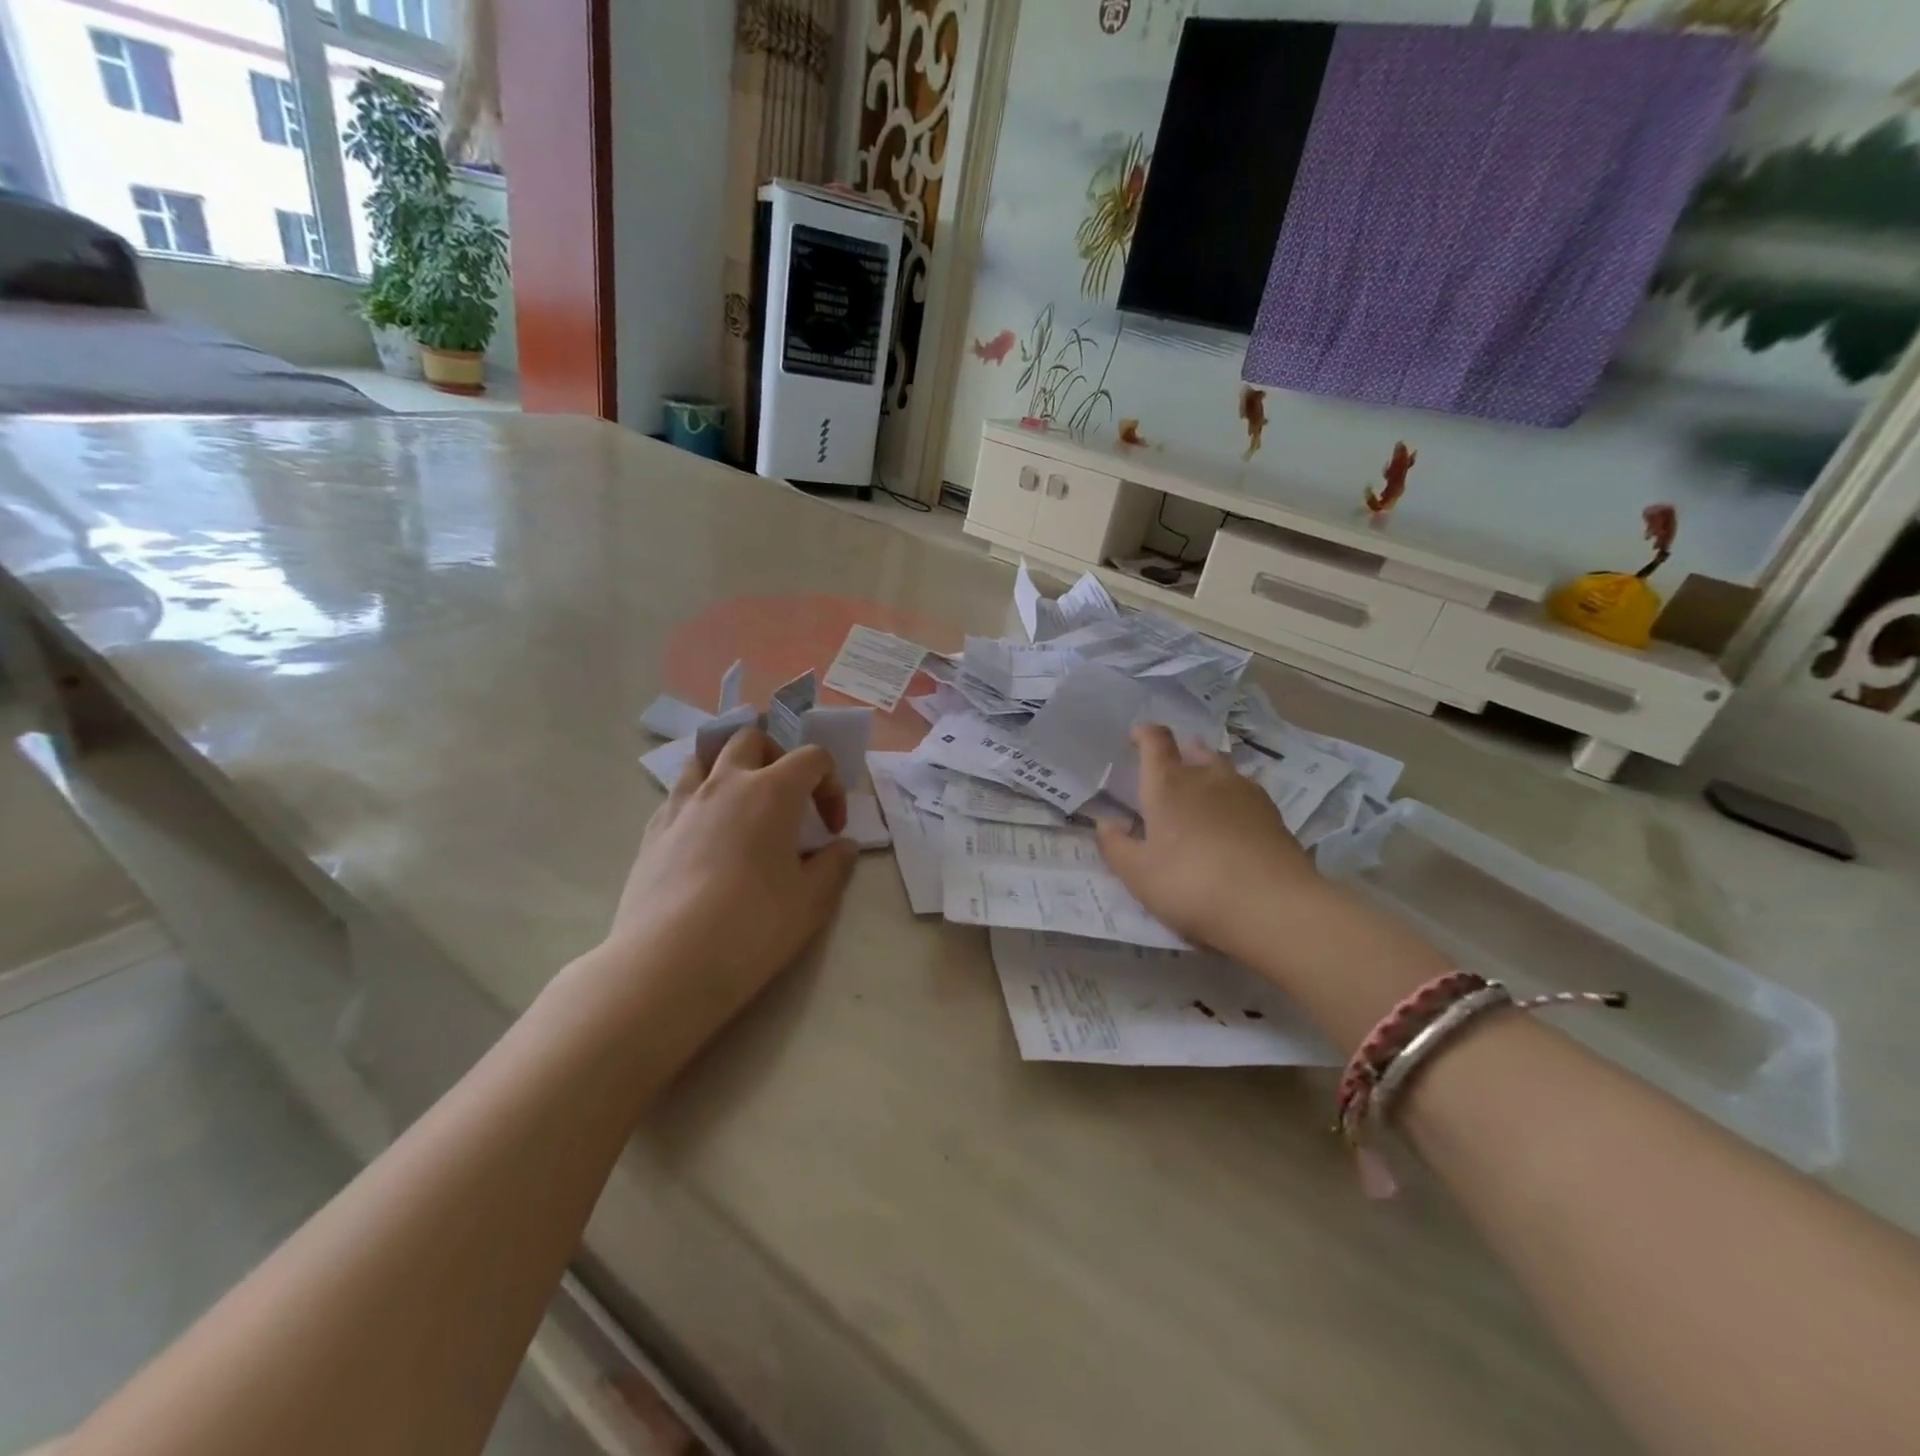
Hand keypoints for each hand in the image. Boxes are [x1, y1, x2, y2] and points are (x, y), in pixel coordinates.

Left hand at [590, 728, 858, 1043]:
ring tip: (740, 808)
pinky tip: (704, 840)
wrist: (669, 961)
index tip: (832, 828)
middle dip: (776, 757)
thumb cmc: (754, 926)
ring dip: (729, 770)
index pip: (811, 758)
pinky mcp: (653, 831)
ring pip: (705, 758)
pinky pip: (678, 795)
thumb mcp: (812, 901)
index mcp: (772, 792)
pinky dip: (698, 802)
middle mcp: (725, 784)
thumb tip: (844, 846)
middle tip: (787, 798)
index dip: (831, 785)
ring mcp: (683, 804)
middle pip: (751, 739)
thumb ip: (835, 865)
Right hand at [1096, 724, 1319, 950]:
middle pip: (1194, 750)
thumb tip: (1105, 823)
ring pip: (1223, 770)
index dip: (1145, 734)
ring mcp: (1245, 792)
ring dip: (1209, 775)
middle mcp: (1207, 777)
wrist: (1272, 906)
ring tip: (1202, 797)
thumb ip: (1116, 846)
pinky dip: (1233, 800)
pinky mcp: (1273, 815)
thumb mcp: (1138, 875)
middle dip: (1181, 754)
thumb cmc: (1190, 884)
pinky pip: (1245, 794)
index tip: (1137, 737)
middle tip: (1170, 773)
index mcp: (1168, 783)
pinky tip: (1232, 824)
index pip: (1155, 741)